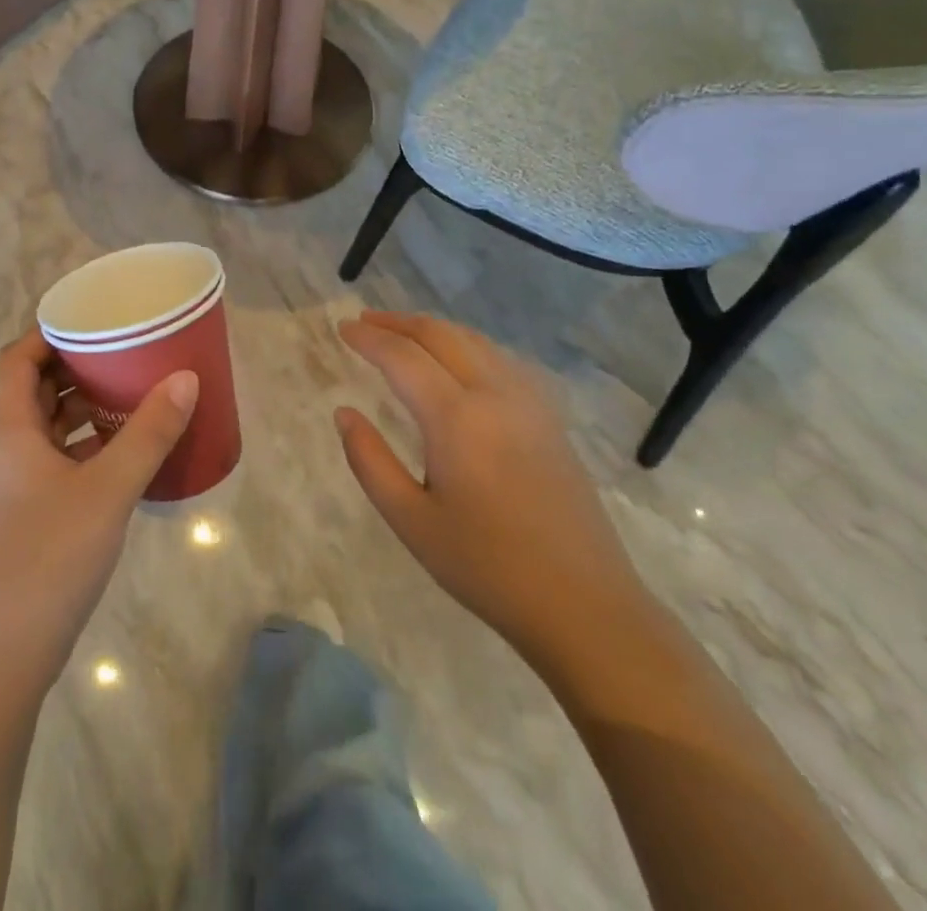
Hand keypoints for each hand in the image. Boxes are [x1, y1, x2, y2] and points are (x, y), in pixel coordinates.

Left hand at [0, 330, 197, 685]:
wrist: (4, 652)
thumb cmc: (50, 554)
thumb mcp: (108, 487)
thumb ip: (148, 432)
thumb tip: (185, 378)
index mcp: (6, 428)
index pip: (15, 359)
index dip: (46, 334)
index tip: (89, 321)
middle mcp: (0, 448)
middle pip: (30, 390)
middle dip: (71, 368)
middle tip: (119, 353)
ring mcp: (8, 485)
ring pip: (42, 428)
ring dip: (78, 410)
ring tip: (126, 395)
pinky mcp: (21, 516)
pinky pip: (51, 461)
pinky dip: (80, 447)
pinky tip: (119, 454)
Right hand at [335, 311, 648, 662]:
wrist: (584, 605)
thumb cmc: (487, 567)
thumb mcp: (410, 521)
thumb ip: (369, 460)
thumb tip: (344, 413)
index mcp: (456, 418)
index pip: (403, 357)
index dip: (368, 338)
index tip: (342, 329)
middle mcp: (494, 395)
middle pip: (441, 335)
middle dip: (398, 322)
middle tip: (364, 320)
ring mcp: (529, 403)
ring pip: (475, 341)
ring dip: (433, 329)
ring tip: (402, 333)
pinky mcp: (549, 418)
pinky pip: (501, 359)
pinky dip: (467, 344)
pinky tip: (459, 360)